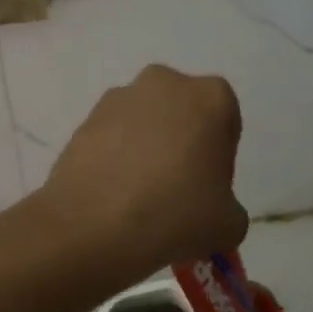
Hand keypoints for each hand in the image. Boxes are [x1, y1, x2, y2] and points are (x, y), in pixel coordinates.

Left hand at [38, 65, 248, 280]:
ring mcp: (117, 100)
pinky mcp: (82, 121)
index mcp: (211, 98)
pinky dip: (114, 160)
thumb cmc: (174, 216)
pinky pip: (110, 140)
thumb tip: (209, 207)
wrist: (92, 227)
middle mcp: (164, 84)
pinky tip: (112, 196)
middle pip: (181, 116)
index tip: (207, 191)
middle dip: (180, 146)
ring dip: (144, 151)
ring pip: (142, 125)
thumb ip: (229, 207)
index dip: (218, 160)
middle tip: (175, 192)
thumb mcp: (229, 225)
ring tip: (138, 199)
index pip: (224, 124)